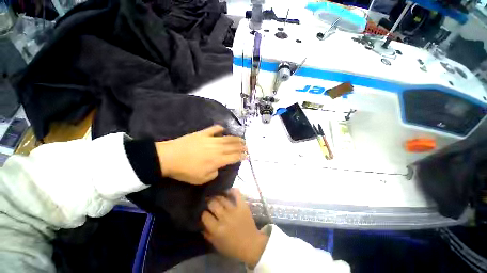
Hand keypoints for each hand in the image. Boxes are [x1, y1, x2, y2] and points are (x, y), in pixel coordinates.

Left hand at [155, 125, 245, 184]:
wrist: (169, 158)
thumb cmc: (185, 171)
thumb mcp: (201, 179)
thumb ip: (213, 174)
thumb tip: (218, 168)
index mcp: (217, 160)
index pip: (234, 157)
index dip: (241, 156)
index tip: (247, 155)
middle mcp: (217, 148)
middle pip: (233, 146)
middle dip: (241, 146)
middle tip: (247, 146)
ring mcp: (210, 139)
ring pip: (226, 138)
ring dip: (235, 138)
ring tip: (241, 139)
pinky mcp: (202, 134)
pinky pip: (213, 129)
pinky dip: (219, 128)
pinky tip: (223, 128)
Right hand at [202, 188, 268, 267]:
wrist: (251, 244)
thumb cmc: (233, 247)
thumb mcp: (216, 244)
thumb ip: (207, 234)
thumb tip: (200, 223)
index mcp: (217, 229)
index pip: (205, 215)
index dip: (202, 213)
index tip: (203, 212)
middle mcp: (224, 217)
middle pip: (212, 203)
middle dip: (208, 202)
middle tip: (208, 202)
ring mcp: (234, 210)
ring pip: (222, 198)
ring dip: (217, 196)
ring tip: (215, 196)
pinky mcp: (242, 205)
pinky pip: (236, 194)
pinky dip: (232, 190)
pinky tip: (227, 191)